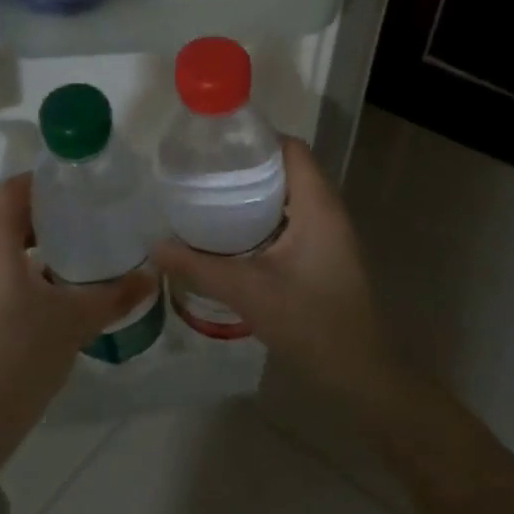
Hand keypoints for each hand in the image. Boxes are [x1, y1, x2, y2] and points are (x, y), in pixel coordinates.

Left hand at [0, 173, 154, 474]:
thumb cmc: (21, 360)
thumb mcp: (74, 324)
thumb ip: (114, 296)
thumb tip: (152, 276)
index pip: (8, 193)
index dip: (37, 183)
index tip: (69, 188)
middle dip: (37, 217)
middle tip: (76, 222)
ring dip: (22, 247)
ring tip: (61, 258)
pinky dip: (8, 272)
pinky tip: (35, 296)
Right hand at [153, 138, 393, 400]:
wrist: (360, 375)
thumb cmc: (311, 323)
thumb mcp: (248, 291)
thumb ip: (198, 266)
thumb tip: (153, 245)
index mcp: (318, 206)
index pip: (291, 148)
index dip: (256, 137)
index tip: (215, 142)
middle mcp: (328, 211)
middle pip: (288, 168)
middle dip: (247, 164)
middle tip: (203, 169)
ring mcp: (330, 235)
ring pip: (290, 195)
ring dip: (256, 191)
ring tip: (210, 194)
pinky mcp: (325, 255)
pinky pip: (293, 219)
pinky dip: (265, 215)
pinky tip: (232, 232)